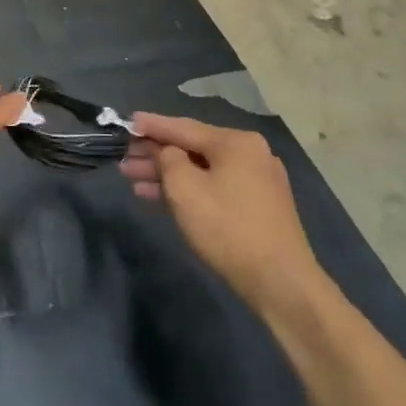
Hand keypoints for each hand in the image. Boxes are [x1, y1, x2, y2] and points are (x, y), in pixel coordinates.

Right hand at [120, 113, 325, 320]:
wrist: (281, 284)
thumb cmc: (227, 228)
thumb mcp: (184, 189)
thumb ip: (167, 159)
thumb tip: (166, 151)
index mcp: (236, 142)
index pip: (183, 127)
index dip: (151, 125)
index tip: (126, 121)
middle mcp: (251, 153)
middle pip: (193, 148)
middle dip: (156, 155)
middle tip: (123, 159)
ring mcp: (258, 180)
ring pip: (203, 170)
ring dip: (168, 175)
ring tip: (134, 181)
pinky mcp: (260, 206)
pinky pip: (216, 186)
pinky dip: (190, 190)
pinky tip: (162, 198)